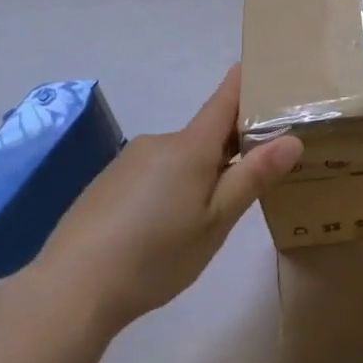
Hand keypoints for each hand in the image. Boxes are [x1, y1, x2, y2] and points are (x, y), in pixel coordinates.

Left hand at [34, 66, 301, 331]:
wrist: (70, 290)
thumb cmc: (155, 255)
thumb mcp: (216, 222)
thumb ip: (253, 177)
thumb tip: (292, 139)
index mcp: (191, 146)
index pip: (226, 98)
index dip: (248, 82)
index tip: (268, 72)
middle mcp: (160, 142)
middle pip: (206, 134)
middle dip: (231, 149)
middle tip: (252, 182)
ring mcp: (129, 161)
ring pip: (179, 159)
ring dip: (197, 175)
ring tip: (203, 221)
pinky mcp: (107, 184)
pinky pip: (152, 175)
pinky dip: (167, 190)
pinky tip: (160, 231)